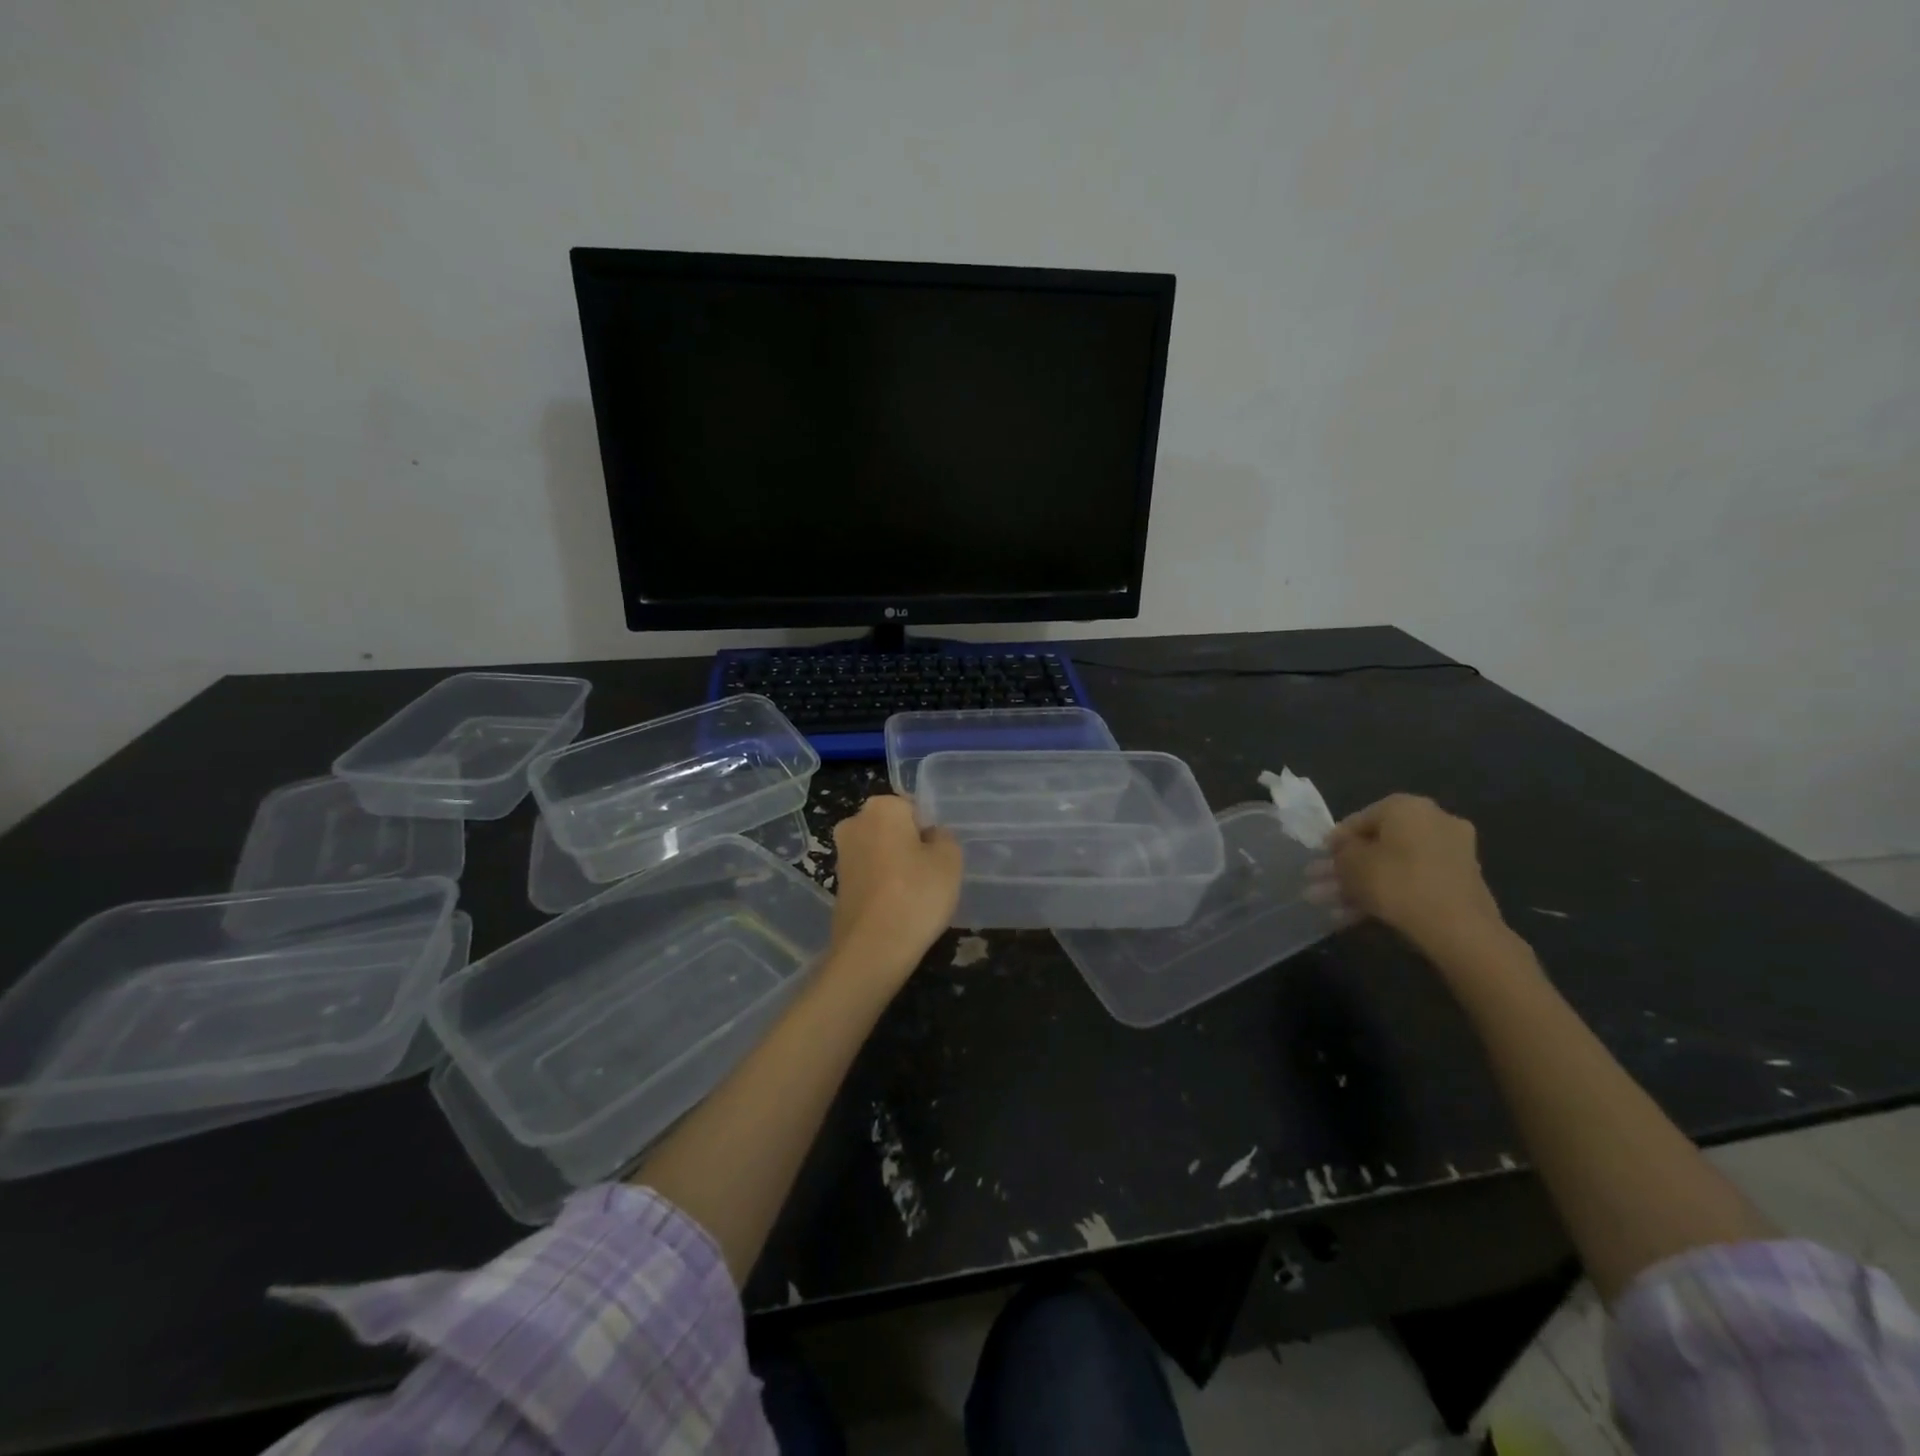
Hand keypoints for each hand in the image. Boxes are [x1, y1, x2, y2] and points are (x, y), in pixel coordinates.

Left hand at [825, 795, 963, 987]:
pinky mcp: (837, 884)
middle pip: (893, 829)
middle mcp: (854, 823)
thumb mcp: (950, 860)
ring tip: (915, 897)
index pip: (914, 809)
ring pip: (880, 852)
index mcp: (881, 807)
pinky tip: (897, 909)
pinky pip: (870, 876)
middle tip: (930, 876)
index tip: (937, 858)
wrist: (873, 948)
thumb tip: (930, 837)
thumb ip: (944, 838)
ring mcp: (842, 855)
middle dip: (910, 846)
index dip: (929, 832)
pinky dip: (882, 887)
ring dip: (896, 867)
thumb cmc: (916, 894)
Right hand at [1313, 794, 1505, 956]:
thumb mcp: (1351, 865)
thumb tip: (1339, 849)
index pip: (1357, 820)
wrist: (1459, 928)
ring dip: (1366, 883)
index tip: (1319, 863)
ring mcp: (1453, 849)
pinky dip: (1392, 892)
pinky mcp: (1463, 879)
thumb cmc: (1397, 883)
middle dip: (1349, 867)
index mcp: (1406, 806)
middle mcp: (1434, 818)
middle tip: (1324, 886)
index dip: (1334, 844)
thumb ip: (1340, 852)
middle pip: (1378, 843)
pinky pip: (1416, 879)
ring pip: (1396, 864)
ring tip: (1337, 906)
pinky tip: (1365, 914)